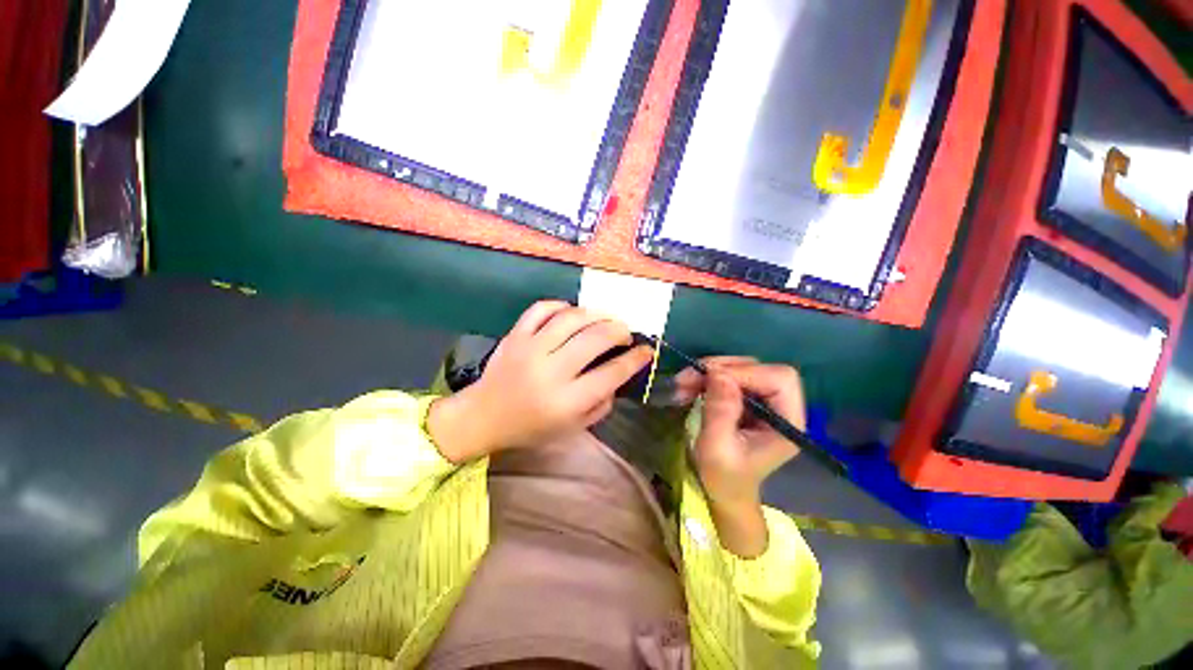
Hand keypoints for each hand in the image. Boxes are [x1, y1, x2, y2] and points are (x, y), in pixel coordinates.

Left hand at [428, 300, 653, 462]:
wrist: (484, 417)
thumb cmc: (531, 427)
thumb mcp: (572, 428)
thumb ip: (600, 404)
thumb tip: (618, 376)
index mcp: (566, 401)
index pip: (611, 374)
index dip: (635, 359)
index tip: (647, 351)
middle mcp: (550, 371)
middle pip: (595, 339)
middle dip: (619, 331)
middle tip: (625, 333)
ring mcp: (530, 349)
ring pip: (571, 318)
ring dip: (596, 314)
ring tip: (604, 320)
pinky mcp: (514, 336)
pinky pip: (541, 309)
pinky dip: (561, 305)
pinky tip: (571, 312)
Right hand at [675, 357, 805, 556]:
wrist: (724, 491)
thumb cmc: (724, 478)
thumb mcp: (716, 448)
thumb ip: (720, 411)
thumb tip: (717, 373)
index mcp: (787, 421)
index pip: (779, 379)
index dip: (745, 373)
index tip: (709, 379)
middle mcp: (781, 406)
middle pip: (758, 367)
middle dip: (721, 368)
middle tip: (688, 378)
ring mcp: (763, 400)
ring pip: (740, 368)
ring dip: (709, 371)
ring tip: (683, 383)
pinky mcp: (747, 398)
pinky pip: (729, 375)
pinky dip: (706, 377)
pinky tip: (688, 386)